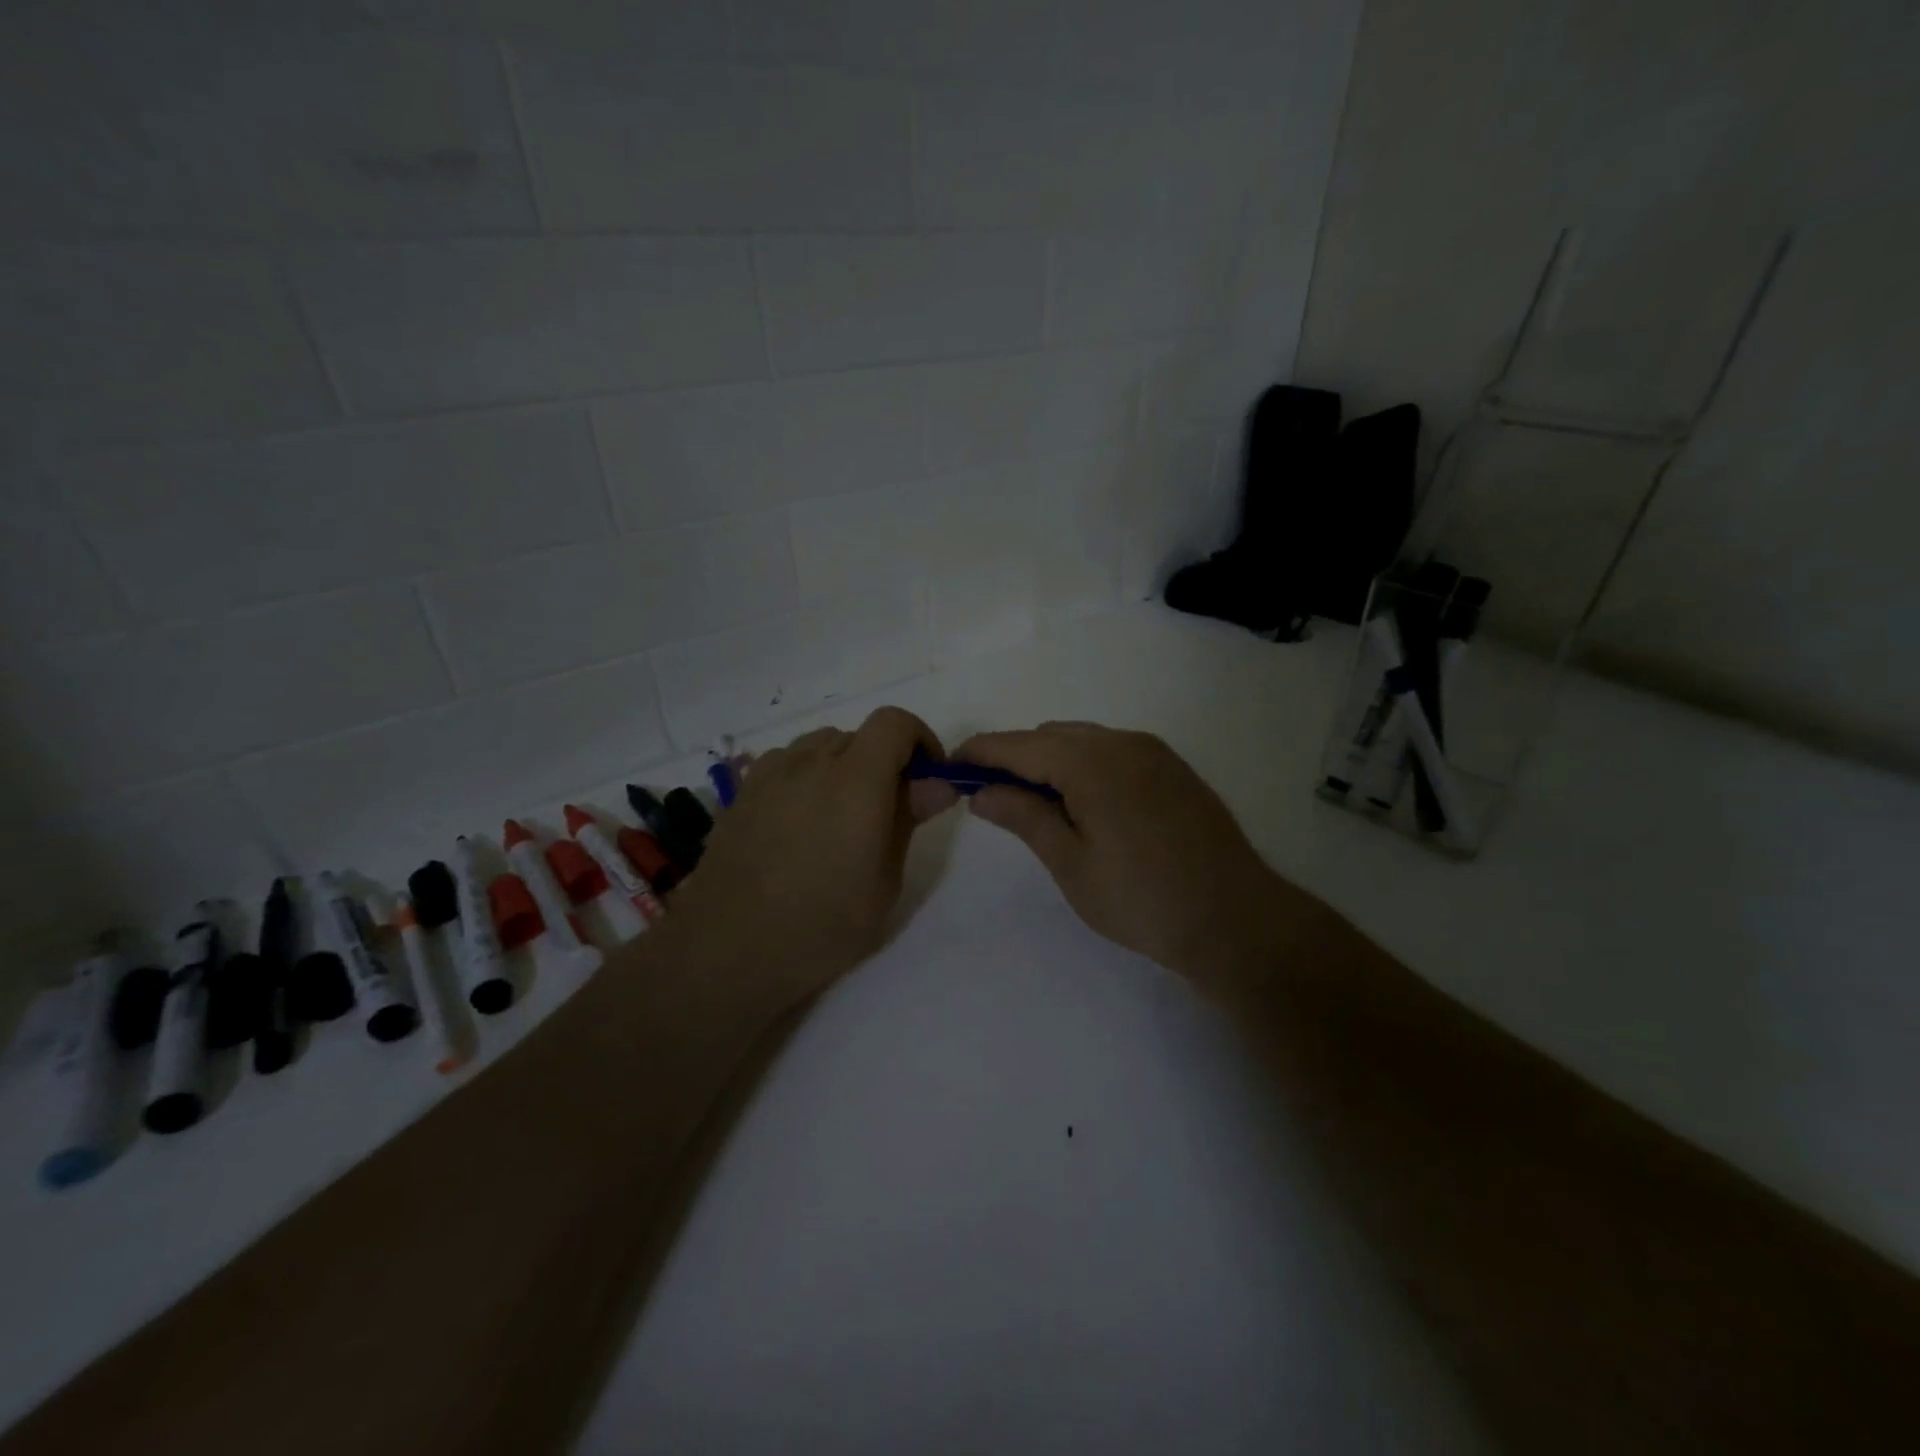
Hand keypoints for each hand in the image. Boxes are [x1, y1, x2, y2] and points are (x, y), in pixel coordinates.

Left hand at [672, 707, 957, 1010]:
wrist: (728, 949)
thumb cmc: (821, 925)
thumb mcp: (884, 882)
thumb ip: (908, 820)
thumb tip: (936, 782)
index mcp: (856, 780)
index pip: (894, 722)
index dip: (919, 740)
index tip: (926, 778)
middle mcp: (811, 762)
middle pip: (859, 734)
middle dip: (884, 761)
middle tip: (886, 812)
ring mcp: (771, 773)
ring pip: (820, 746)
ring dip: (843, 766)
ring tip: (839, 819)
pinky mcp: (743, 790)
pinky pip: (787, 763)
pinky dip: (806, 777)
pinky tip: (799, 823)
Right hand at [954, 722, 1306, 986]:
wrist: (1235, 919)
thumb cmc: (1142, 900)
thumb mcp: (1071, 864)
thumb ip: (1024, 817)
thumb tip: (981, 791)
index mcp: (1091, 763)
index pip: (1019, 745)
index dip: (980, 753)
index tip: (951, 769)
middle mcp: (1123, 742)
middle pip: (1050, 736)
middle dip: (1015, 758)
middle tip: (992, 798)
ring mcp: (1153, 752)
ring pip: (1083, 741)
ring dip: (1051, 761)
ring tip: (1037, 805)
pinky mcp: (1173, 768)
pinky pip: (1113, 750)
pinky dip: (1085, 764)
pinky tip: (1084, 804)